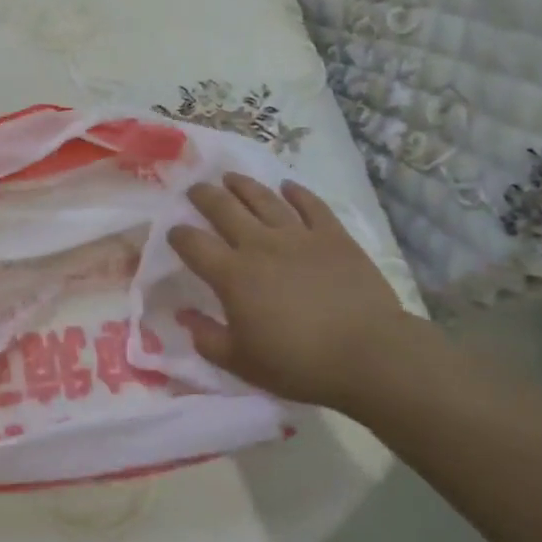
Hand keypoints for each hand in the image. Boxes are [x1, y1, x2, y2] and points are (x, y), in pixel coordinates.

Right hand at [168, 173, 422, 410]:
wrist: (368, 354)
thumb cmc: (299, 363)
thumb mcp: (241, 362)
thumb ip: (206, 338)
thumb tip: (184, 315)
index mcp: (232, 275)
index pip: (194, 244)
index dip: (178, 235)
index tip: (173, 232)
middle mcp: (259, 245)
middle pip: (224, 209)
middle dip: (204, 196)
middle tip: (195, 189)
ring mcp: (298, 235)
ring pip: (263, 199)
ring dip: (243, 185)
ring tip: (230, 178)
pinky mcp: (332, 235)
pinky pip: (310, 205)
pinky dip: (296, 193)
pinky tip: (287, 186)